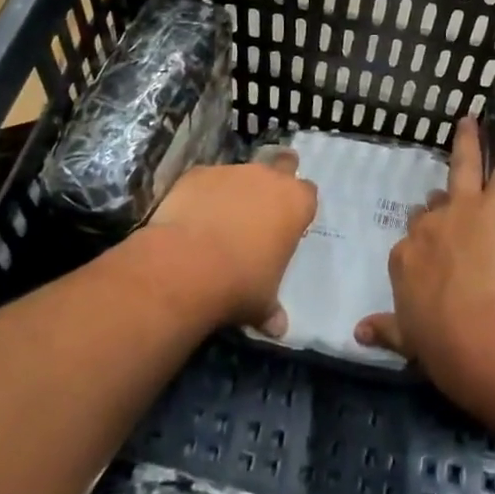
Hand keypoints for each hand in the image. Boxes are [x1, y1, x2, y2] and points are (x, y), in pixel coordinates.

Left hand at [149, 153, 315, 336]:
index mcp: (295, 203)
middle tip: (262, 205)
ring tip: (218, 222)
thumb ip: (272, 310)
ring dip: (235, 192)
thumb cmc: (239, 283)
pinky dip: (202, 195)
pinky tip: (190, 219)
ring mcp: (231, 171)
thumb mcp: (262, 302)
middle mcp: (267, 178)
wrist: (185, 266)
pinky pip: (206, 181)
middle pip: (282, 165)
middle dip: (276, 178)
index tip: (287, 225)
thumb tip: (278, 329)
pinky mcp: (197, 173)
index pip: (308, 193)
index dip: (298, 207)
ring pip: (240, 174)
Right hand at [356, 95, 494, 404]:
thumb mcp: (410, 341)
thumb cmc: (449, 349)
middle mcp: (428, 227)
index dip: (423, 253)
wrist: (488, 340)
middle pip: (431, 208)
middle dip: (440, 207)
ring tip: (471, 120)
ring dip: (467, 143)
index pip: (410, 246)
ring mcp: (463, 210)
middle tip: (452, 212)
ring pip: (463, 168)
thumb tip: (359, 331)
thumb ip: (386, 330)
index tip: (434, 270)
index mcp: (404, 260)